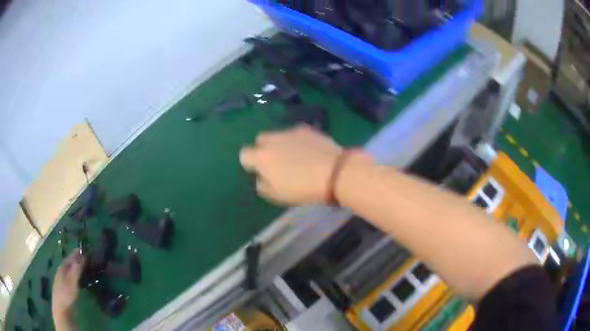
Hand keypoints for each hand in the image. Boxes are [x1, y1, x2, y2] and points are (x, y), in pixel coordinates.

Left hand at [52, 250, 84, 328]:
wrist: (62, 311)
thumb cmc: (67, 295)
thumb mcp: (73, 282)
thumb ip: (77, 269)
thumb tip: (83, 255)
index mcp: (62, 268)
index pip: (70, 257)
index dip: (76, 253)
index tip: (85, 250)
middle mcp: (61, 272)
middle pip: (69, 264)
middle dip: (77, 261)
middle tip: (87, 260)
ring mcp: (62, 281)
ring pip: (70, 272)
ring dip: (77, 270)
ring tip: (85, 270)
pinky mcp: (65, 290)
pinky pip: (71, 279)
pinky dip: (76, 278)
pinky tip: (81, 283)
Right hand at [240, 125, 342, 204]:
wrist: (335, 173)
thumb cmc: (303, 188)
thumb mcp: (278, 195)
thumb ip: (263, 185)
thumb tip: (261, 177)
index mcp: (261, 157)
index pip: (244, 154)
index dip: (250, 164)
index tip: (261, 172)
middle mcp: (273, 140)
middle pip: (260, 139)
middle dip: (264, 149)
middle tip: (277, 163)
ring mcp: (291, 132)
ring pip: (278, 135)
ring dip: (281, 144)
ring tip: (296, 157)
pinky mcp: (308, 129)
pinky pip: (296, 134)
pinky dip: (298, 141)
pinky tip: (310, 151)